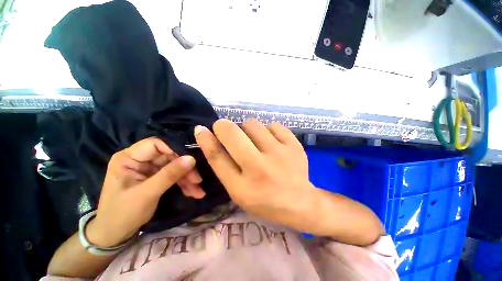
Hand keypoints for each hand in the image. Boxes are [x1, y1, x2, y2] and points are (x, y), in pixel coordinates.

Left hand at [87, 137, 204, 246]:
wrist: (116, 234)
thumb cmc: (123, 213)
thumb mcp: (147, 194)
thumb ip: (169, 174)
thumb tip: (191, 158)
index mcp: (129, 158)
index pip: (155, 144)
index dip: (174, 150)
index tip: (190, 161)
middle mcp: (140, 160)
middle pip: (169, 156)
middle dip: (185, 169)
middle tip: (197, 180)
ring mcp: (149, 169)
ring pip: (174, 166)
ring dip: (187, 178)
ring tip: (197, 190)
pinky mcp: (156, 177)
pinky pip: (174, 176)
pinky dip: (184, 184)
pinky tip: (193, 192)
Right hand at [194, 119, 318, 231]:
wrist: (300, 202)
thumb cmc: (264, 200)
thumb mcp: (239, 191)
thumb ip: (224, 166)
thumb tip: (210, 138)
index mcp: (243, 188)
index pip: (217, 157)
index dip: (206, 140)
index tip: (200, 129)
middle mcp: (260, 169)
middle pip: (233, 134)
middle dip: (223, 126)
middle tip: (226, 129)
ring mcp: (280, 154)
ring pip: (252, 124)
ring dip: (247, 129)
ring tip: (253, 140)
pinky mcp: (294, 145)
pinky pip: (273, 125)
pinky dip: (267, 130)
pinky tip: (271, 142)